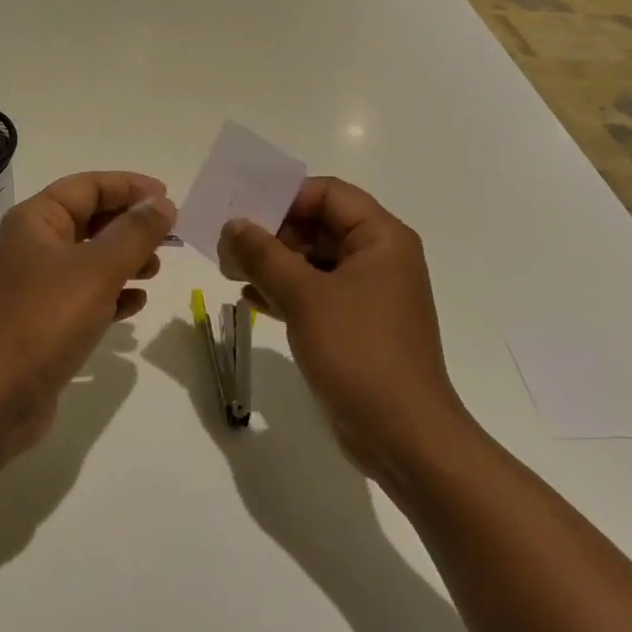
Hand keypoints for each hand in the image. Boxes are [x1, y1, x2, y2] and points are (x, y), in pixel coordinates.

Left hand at [0, 172, 174, 457]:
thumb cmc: (44, 321)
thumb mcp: (98, 270)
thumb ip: (135, 233)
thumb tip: (162, 202)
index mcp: (36, 220)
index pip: (88, 186)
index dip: (130, 186)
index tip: (168, 196)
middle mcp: (32, 245)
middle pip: (89, 219)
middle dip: (130, 225)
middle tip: (168, 238)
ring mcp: (35, 285)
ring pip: (89, 258)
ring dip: (125, 259)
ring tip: (155, 270)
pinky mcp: (41, 321)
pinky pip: (84, 294)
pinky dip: (111, 293)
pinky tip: (135, 305)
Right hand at [221, 178, 471, 481]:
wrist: (404, 437)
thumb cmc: (359, 352)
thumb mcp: (305, 296)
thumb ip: (264, 254)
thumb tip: (233, 224)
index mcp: (381, 238)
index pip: (328, 194)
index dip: (284, 197)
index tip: (243, 211)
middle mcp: (379, 257)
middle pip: (319, 225)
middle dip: (272, 233)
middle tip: (228, 245)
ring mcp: (368, 293)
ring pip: (314, 260)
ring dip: (273, 262)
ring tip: (230, 270)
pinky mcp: (356, 324)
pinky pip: (316, 292)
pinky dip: (285, 290)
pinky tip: (249, 299)